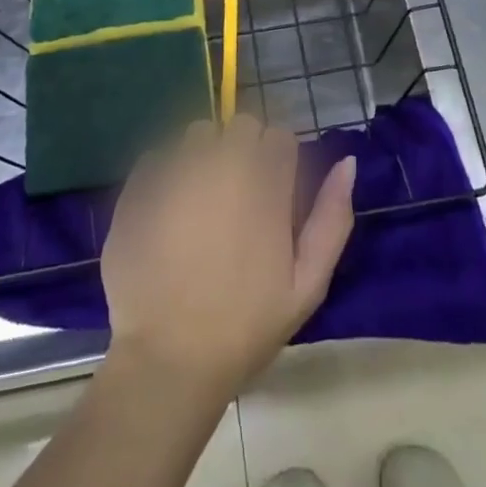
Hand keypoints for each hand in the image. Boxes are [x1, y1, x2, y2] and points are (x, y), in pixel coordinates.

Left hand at [100, 115, 355, 401]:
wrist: (167, 361)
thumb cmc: (244, 326)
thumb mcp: (306, 285)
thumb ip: (331, 218)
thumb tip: (347, 162)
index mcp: (264, 185)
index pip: (280, 137)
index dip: (279, 161)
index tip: (273, 193)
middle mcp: (221, 165)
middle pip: (241, 125)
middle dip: (244, 149)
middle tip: (238, 196)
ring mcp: (176, 172)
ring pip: (198, 133)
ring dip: (205, 155)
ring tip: (200, 200)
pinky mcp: (138, 187)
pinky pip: (158, 155)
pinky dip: (166, 172)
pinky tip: (167, 210)